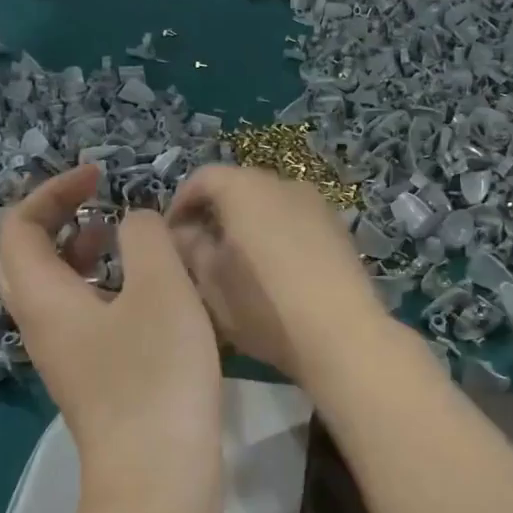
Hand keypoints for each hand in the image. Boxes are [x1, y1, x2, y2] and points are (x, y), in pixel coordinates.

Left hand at [0, 165, 222, 477]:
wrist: (158, 476)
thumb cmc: (157, 376)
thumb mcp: (161, 289)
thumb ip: (146, 237)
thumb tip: (134, 222)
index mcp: (44, 297)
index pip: (19, 226)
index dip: (53, 191)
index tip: (100, 176)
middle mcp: (41, 327)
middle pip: (22, 260)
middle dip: (56, 221)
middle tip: (98, 206)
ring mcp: (64, 358)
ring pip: (51, 291)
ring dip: (78, 255)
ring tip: (121, 239)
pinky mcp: (90, 381)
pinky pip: (78, 317)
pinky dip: (100, 288)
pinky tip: (144, 295)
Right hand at [167, 166, 390, 386]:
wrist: (342, 334)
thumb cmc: (265, 306)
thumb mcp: (212, 284)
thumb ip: (191, 249)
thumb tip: (185, 233)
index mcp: (246, 188)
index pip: (203, 178)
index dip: (180, 204)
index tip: (170, 237)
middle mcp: (284, 184)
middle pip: (239, 188)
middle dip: (215, 214)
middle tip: (199, 251)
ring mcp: (318, 205)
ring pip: (270, 206)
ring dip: (248, 226)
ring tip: (237, 264)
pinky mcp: (339, 229)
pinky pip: (296, 222)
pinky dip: (277, 236)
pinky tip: (275, 273)